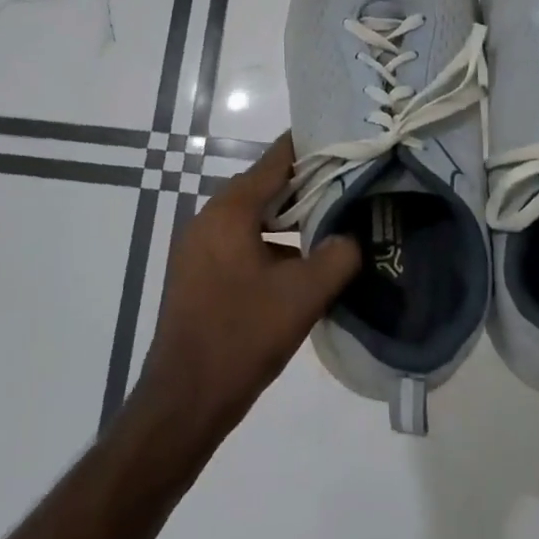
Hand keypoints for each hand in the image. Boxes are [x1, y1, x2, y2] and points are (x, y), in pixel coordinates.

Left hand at [134, 134, 360, 441]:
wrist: (185, 399)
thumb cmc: (242, 337)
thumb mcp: (302, 296)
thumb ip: (337, 257)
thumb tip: (353, 236)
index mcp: (229, 212)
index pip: (275, 161)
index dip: (311, 148)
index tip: (346, 139)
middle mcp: (208, 219)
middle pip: (264, 187)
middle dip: (306, 185)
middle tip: (350, 184)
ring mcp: (199, 247)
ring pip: (253, 218)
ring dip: (289, 218)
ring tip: (333, 222)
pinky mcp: (198, 272)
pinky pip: (241, 242)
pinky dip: (271, 242)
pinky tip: (301, 262)